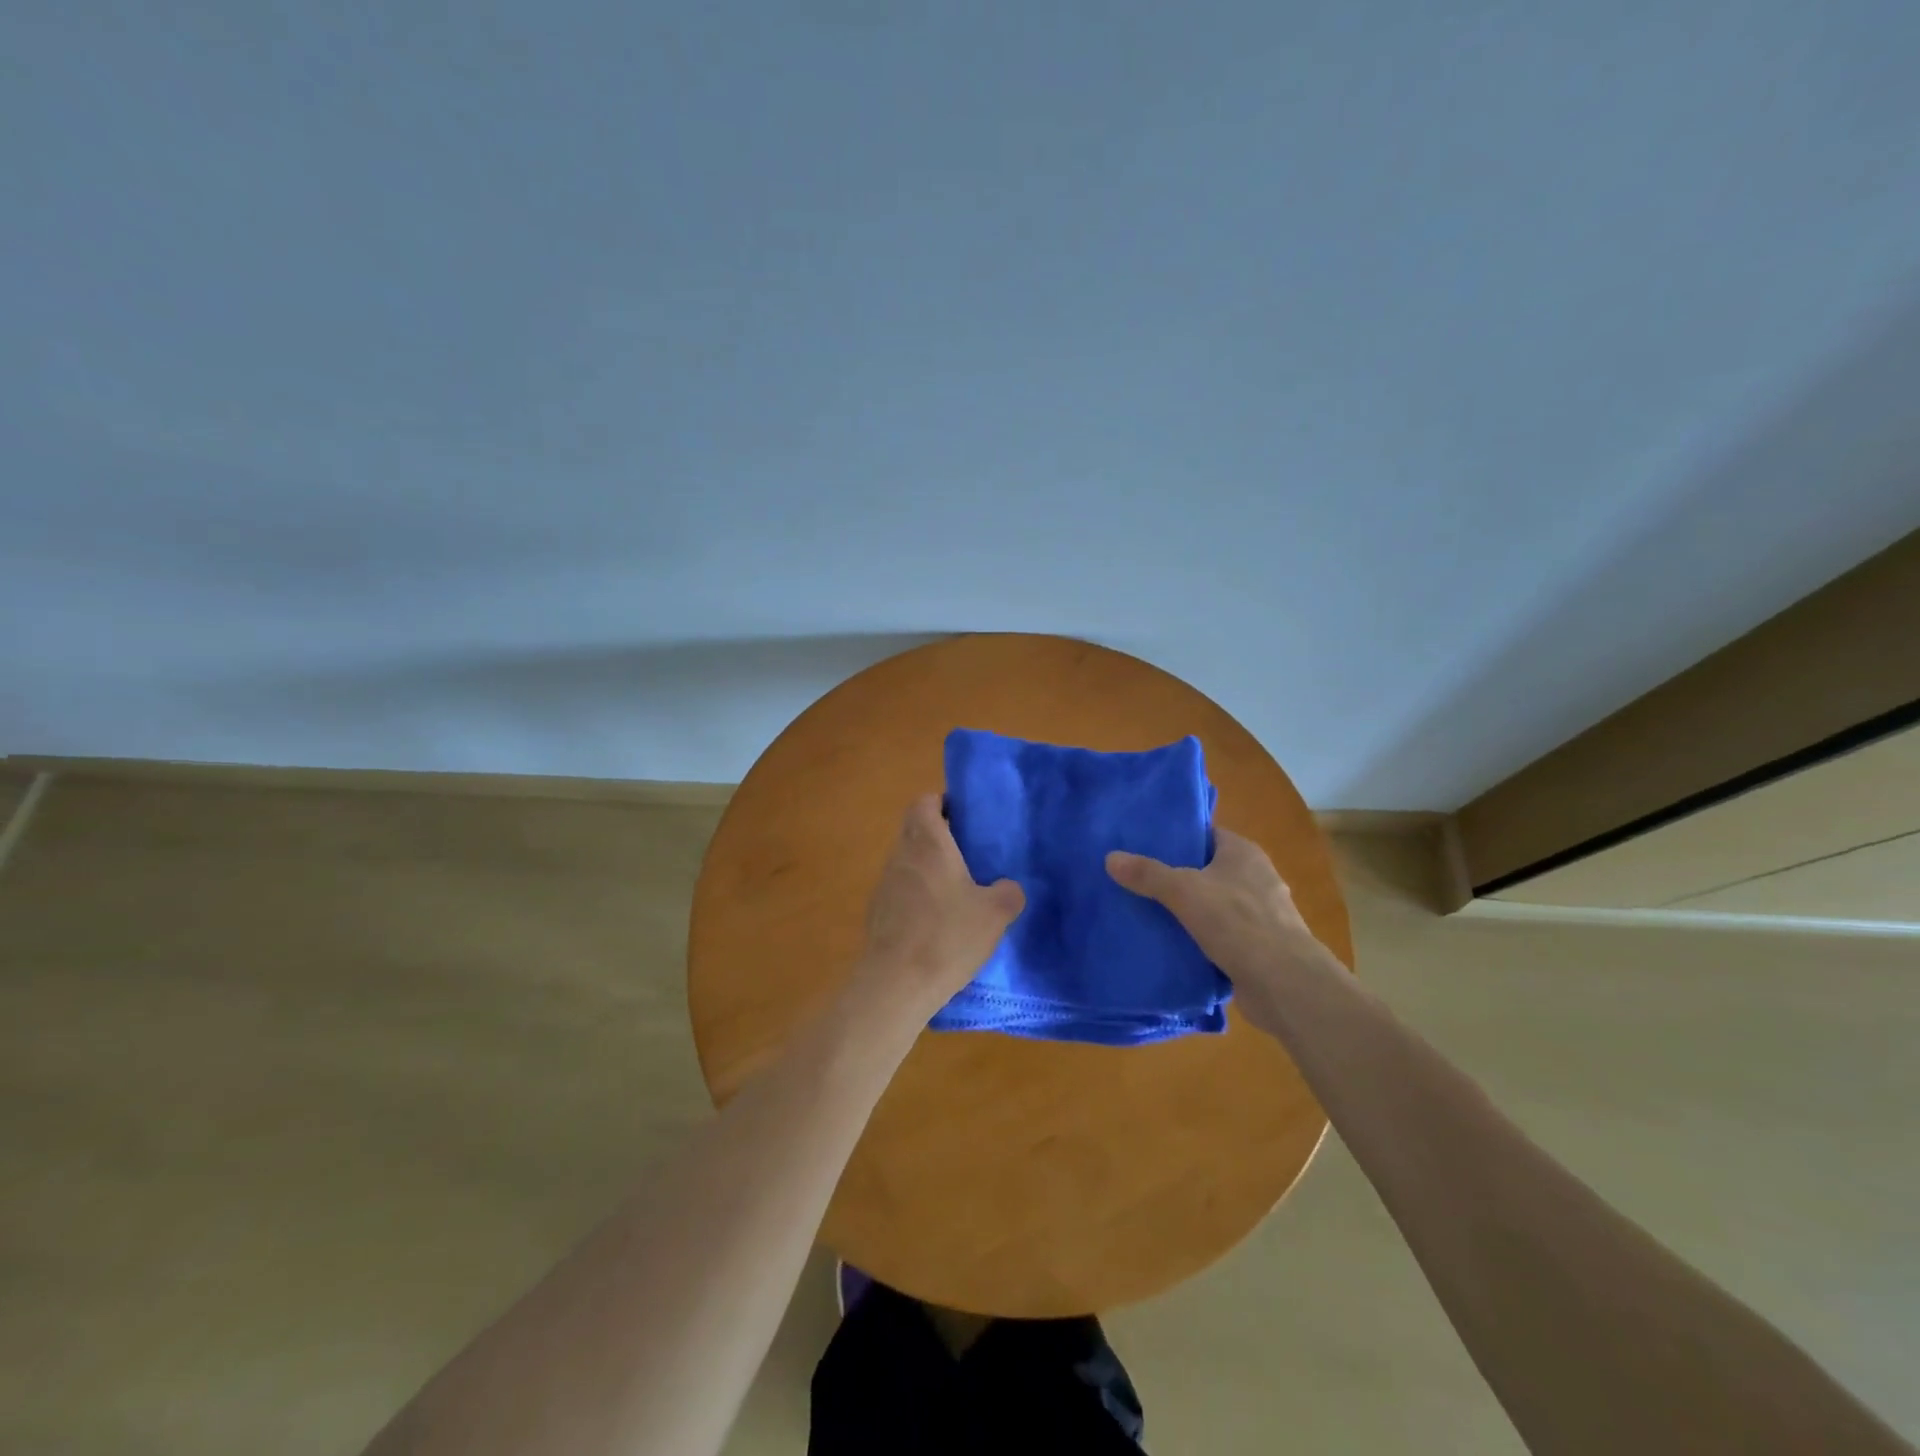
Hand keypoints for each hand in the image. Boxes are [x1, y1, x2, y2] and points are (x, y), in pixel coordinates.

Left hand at [852, 794, 1024, 1021]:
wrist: (896, 984)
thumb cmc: (947, 936)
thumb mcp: (995, 913)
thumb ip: (1008, 893)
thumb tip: (1007, 888)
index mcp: (927, 842)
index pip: (924, 802)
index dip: (942, 803)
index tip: (964, 816)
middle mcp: (900, 855)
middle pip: (915, 831)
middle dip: (939, 836)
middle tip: (969, 854)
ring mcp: (884, 885)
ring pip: (907, 862)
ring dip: (928, 868)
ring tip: (958, 890)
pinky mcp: (877, 914)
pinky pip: (900, 892)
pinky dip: (917, 896)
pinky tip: (937, 923)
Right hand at [1107, 828, 1333, 1031]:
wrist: (1284, 983)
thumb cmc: (1237, 922)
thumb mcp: (1184, 891)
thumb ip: (1148, 874)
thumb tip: (1110, 857)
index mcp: (1244, 853)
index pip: (1206, 834)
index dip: (1177, 837)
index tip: (1143, 844)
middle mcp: (1256, 878)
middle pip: (1208, 869)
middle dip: (1177, 875)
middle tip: (1137, 878)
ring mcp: (1261, 914)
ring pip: (1214, 904)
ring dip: (1188, 910)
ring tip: (1147, 911)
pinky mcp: (1258, 947)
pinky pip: (1221, 935)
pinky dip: (1200, 938)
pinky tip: (1172, 944)